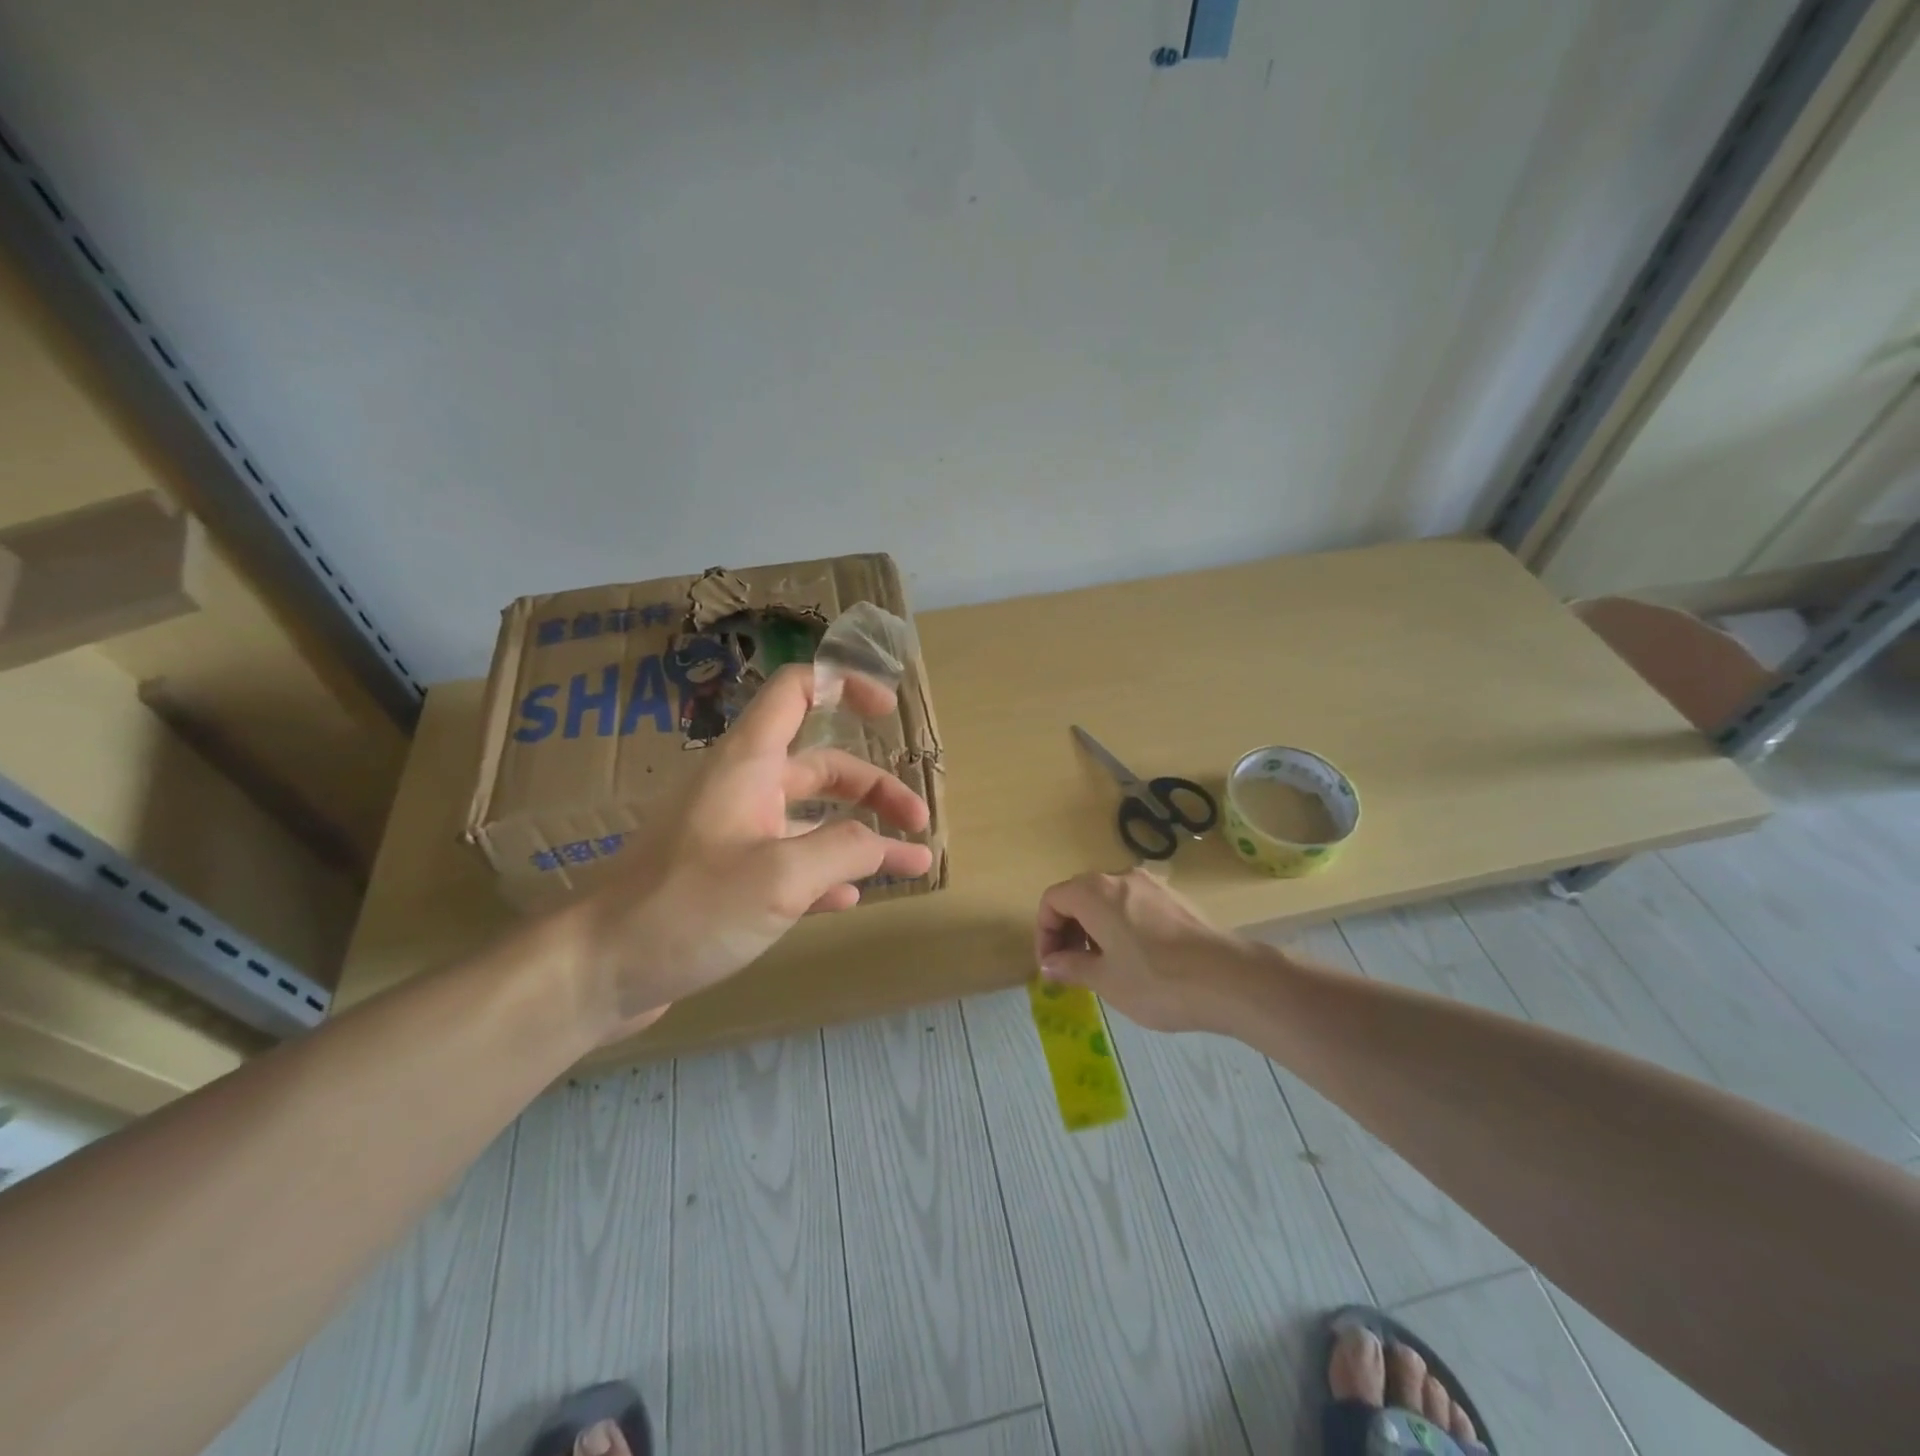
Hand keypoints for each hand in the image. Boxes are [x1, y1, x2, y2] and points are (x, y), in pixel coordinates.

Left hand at [561, 664, 934, 1040]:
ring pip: (812, 819)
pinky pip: (791, 862)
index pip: (796, 691)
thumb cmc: (689, 907)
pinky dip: (827, 872)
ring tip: (908, 862)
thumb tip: (884, 844)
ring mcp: (735, 835)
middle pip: (822, 766)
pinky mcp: (728, 879)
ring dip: (860, 836)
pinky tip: (851, 898)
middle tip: (918, 821)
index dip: (843, 685)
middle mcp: (744, 789)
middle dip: (875, 788)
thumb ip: (846, 850)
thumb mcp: (781, 876)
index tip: (887, 711)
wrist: (600, 970)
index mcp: (749, 764)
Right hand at [1034, 868, 1254, 1032]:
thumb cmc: (1156, 981)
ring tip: (1102, 966)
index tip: (1051, 966)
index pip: (1053, 900)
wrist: (1229, 979)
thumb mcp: (1105, 980)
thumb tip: (1050, 964)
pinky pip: (1133, 905)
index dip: (1044, 932)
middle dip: (1067, 930)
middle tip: (1070, 968)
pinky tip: (1134, 959)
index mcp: (1095, 892)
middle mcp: (1120, 877)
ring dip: (1093, 928)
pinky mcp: (1174, 898)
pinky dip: (1120, 925)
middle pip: (1079, 895)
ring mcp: (1151, 884)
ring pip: (1107, 900)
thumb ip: (1071, 966)